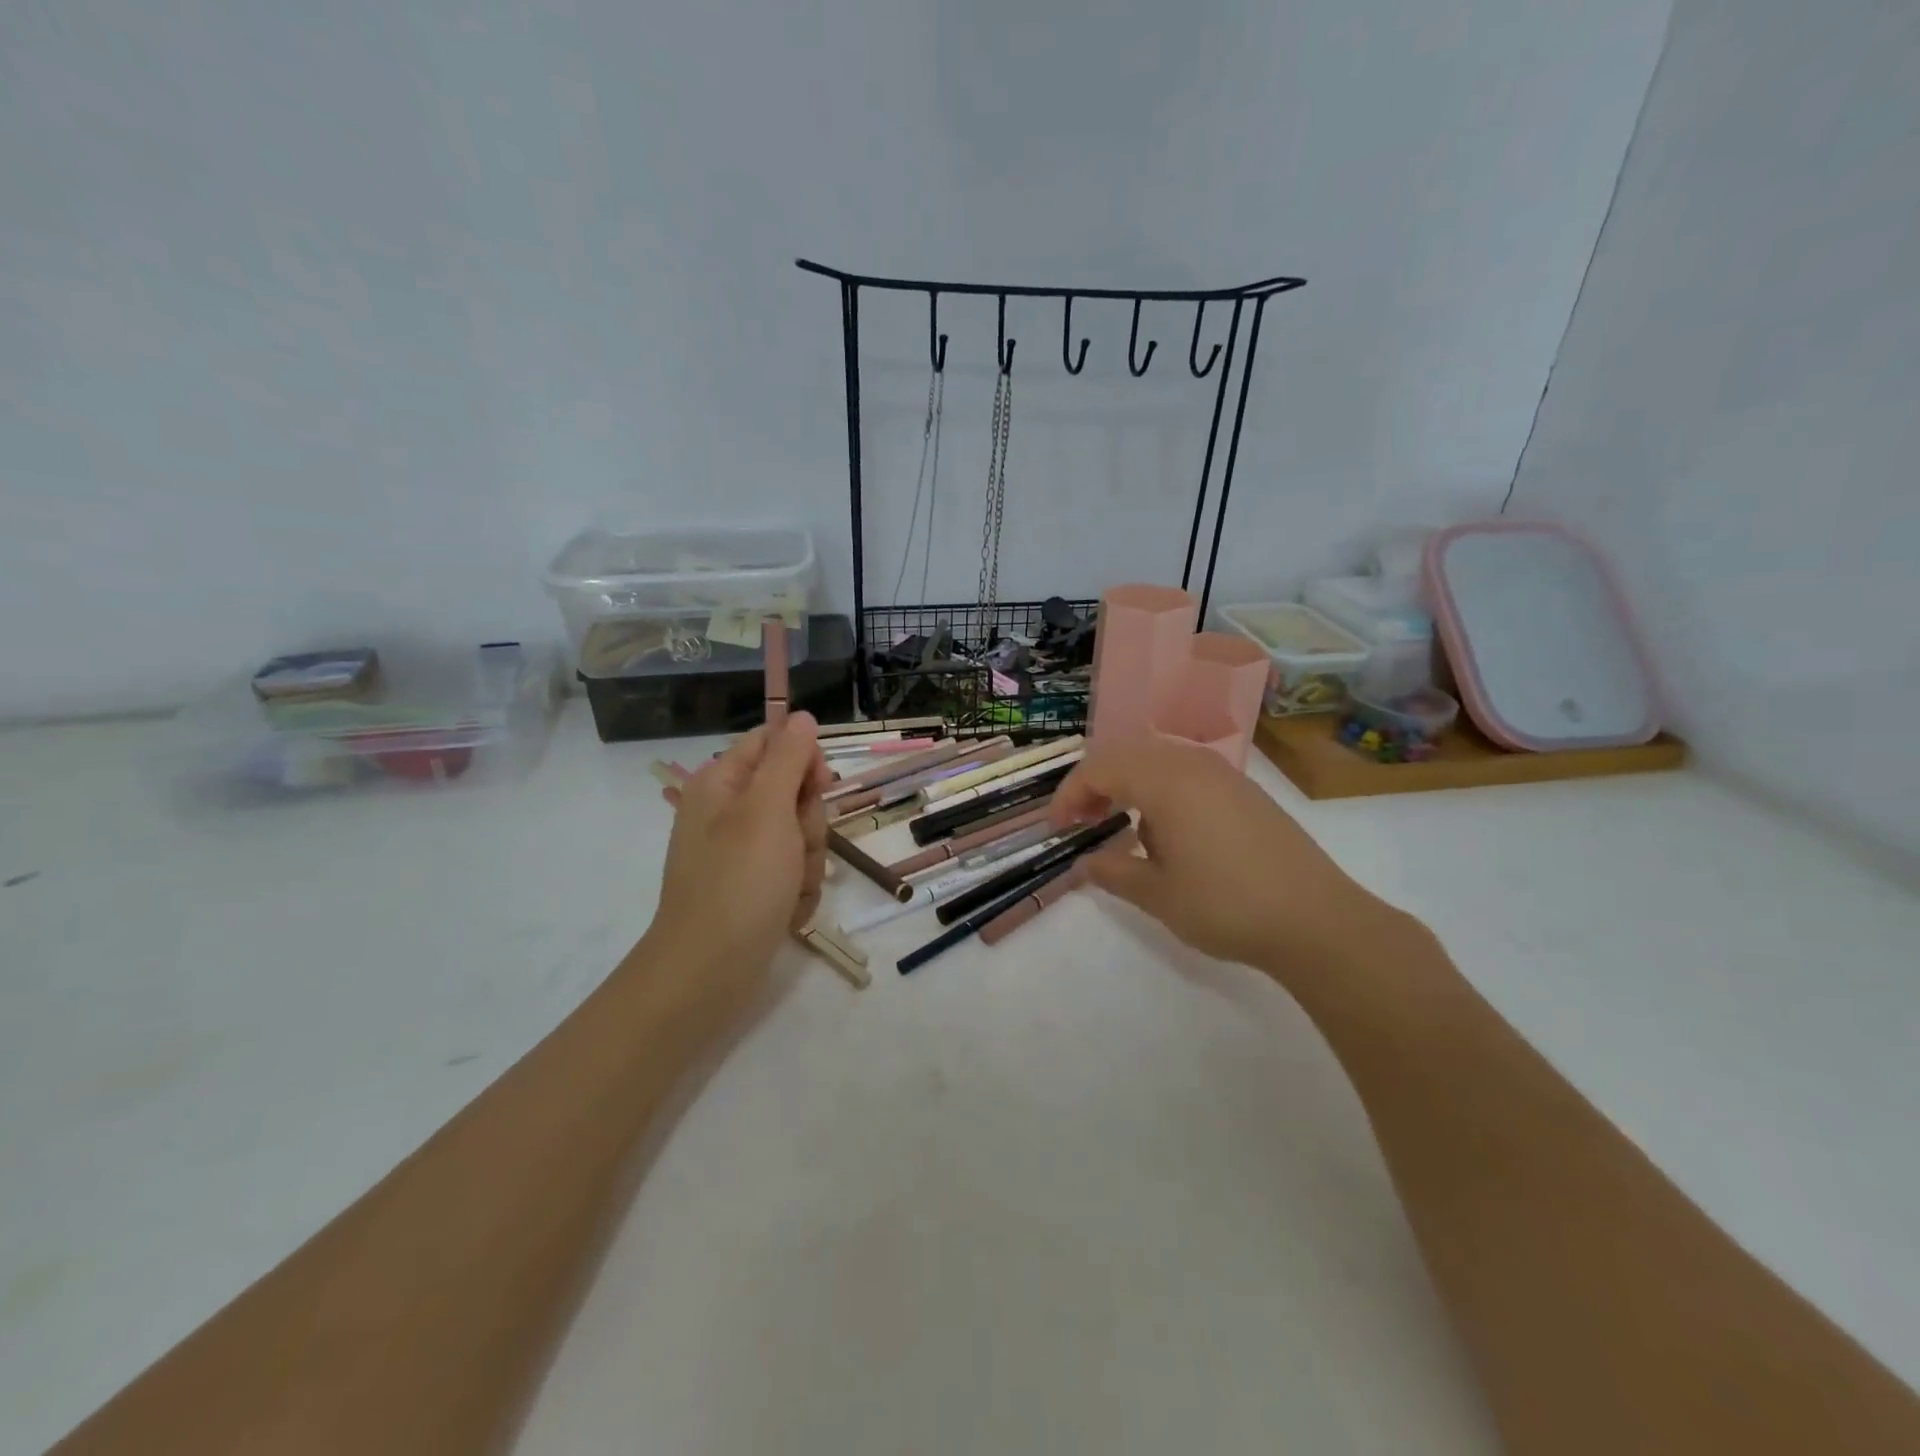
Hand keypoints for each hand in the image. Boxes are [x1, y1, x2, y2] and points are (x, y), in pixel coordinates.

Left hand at [644, 714, 829, 1001]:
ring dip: (808, 862)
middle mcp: (730, 813)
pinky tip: (787, 912)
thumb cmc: (739, 882)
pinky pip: (794, 871)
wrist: (709, 971)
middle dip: (809, 823)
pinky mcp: (754, 887)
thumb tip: (802, 716)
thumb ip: (788, 758)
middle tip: (797, 847)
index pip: (772, 742)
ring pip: (801, 835)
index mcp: (722, 784)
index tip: (819, 785)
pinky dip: (798, 891)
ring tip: (790, 889)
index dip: (803, 759)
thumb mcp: (768, 809)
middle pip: (794, 792)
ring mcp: (742, 853)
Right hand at [1050, 738, 1391, 980]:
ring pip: (1158, 763)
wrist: (1317, 919)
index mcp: (1164, 780)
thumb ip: (1112, 871)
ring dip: (1128, 787)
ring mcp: (1223, 775)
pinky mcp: (1244, 792)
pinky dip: (1160, 792)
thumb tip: (1085, 861)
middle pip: (1127, 757)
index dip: (1069, 795)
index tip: (1057, 828)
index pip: (1099, 769)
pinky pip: (1187, 775)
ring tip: (1117, 826)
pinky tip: (1165, 833)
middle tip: (1080, 822)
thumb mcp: (1157, 894)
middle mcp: (1192, 764)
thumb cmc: (1226, 904)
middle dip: (1095, 785)